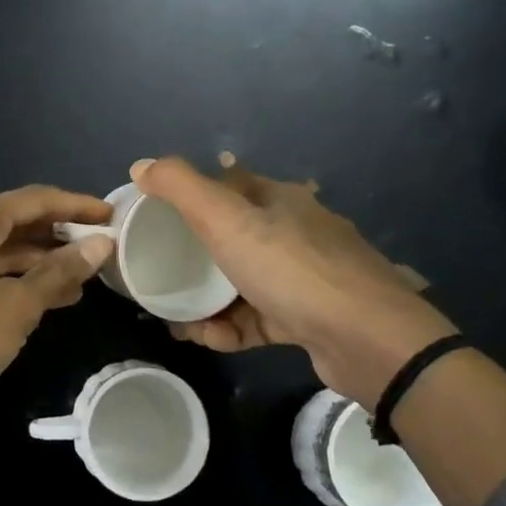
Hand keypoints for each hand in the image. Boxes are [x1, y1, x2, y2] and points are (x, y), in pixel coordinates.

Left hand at [0, 185, 114, 424]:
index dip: (76, 206)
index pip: (35, 200)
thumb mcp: (18, 306)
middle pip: (15, 221)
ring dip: (39, 262)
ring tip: (83, 280)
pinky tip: (47, 299)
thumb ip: (60, 272)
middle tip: (101, 249)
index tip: (112, 215)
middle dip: (58, 235)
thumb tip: (102, 244)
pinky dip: (14, 280)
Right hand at [133, 156, 454, 405]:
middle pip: (233, 236)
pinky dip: (230, 328)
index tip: (156, 214)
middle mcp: (296, 232)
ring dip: (207, 301)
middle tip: (159, 275)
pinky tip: (209, 339)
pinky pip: (257, 319)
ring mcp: (305, 278)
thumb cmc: (290, 269)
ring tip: (175, 319)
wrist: (365, 338)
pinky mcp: (308, 319)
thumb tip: (140, 165)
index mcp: (280, 200)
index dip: (191, 194)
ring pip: (242, 282)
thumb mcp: (225, 219)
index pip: (229, 183)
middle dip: (194, 257)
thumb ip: (180, 188)